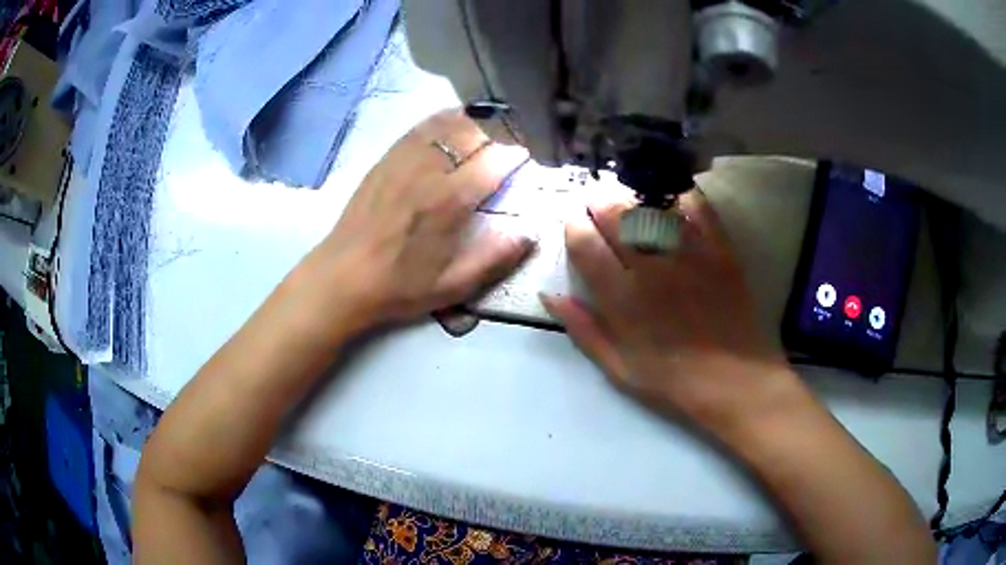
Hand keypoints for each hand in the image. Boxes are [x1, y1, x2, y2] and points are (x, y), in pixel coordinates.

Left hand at [311, 109, 533, 330]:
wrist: (343, 278)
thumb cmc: (401, 286)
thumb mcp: (454, 286)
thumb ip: (497, 257)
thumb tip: (531, 232)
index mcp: (449, 201)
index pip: (495, 160)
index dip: (516, 157)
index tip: (523, 164)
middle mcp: (429, 170)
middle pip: (474, 133)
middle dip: (498, 137)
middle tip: (505, 151)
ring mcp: (403, 160)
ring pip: (447, 123)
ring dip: (473, 124)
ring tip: (484, 133)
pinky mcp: (386, 159)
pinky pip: (420, 128)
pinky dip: (442, 120)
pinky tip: (451, 124)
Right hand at [542, 190, 803, 437]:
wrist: (735, 382)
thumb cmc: (673, 382)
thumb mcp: (618, 368)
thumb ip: (583, 330)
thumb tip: (549, 296)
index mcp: (622, 299)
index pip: (586, 245)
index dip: (573, 227)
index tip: (573, 224)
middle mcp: (652, 268)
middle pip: (616, 215)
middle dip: (598, 203)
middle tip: (595, 203)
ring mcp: (689, 255)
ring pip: (651, 206)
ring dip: (632, 195)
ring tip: (627, 197)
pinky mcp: (719, 250)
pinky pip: (698, 209)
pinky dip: (681, 195)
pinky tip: (669, 195)